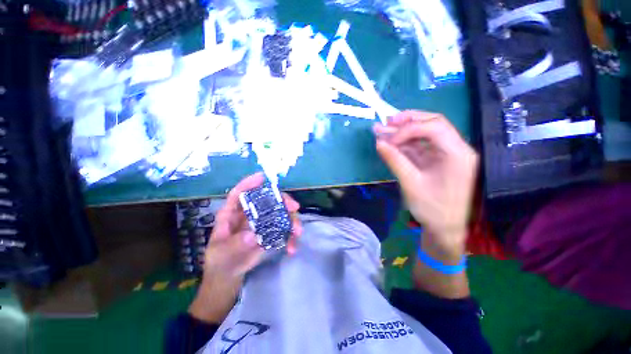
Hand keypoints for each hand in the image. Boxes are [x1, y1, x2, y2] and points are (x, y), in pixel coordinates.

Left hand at [189, 173, 301, 322]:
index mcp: (232, 214)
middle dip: (283, 201)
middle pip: (268, 200)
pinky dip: (291, 237)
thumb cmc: (220, 262)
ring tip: (297, 232)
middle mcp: (250, 215)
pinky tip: (292, 248)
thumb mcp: (222, 255)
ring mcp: (263, 224)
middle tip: (294, 208)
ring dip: (292, 221)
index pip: (239, 193)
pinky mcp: (271, 234)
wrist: (228, 280)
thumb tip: (253, 235)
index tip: (263, 177)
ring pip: (280, 214)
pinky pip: (284, 231)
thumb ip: (235, 245)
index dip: (250, 183)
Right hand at [374, 111, 477, 255]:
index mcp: (457, 154)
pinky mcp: (439, 160)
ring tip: (384, 129)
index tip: (388, 140)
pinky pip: (422, 146)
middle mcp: (456, 149)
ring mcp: (448, 154)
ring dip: (404, 131)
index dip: (408, 129)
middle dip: (408, 121)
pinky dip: (406, 143)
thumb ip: (395, 160)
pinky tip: (392, 143)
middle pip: (433, 123)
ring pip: (426, 133)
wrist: (445, 229)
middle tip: (387, 121)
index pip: (433, 127)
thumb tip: (378, 142)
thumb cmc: (432, 209)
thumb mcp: (411, 184)